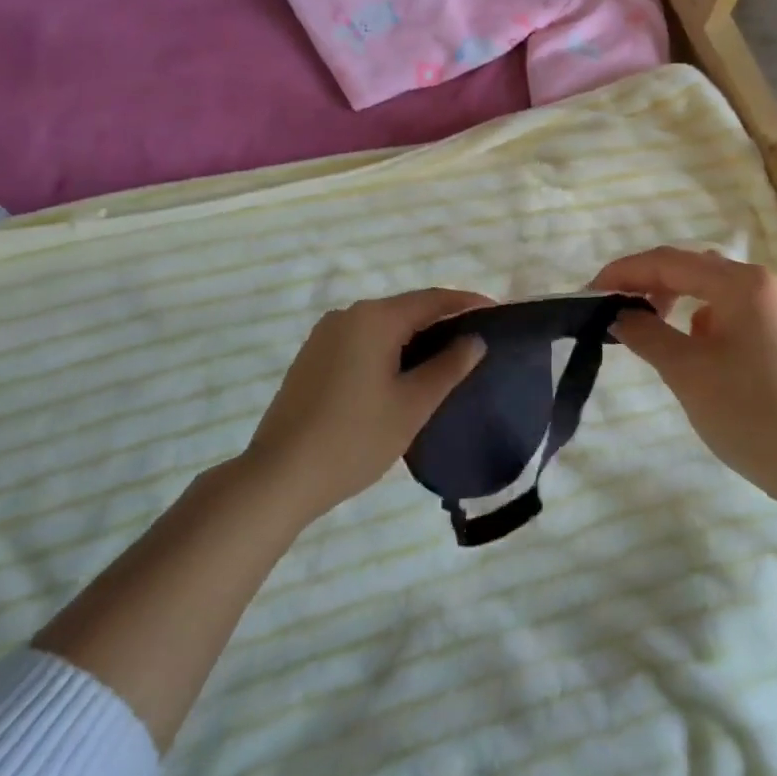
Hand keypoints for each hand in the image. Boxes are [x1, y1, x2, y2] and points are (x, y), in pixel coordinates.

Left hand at [243, 288, 490, 524]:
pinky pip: (361, 340)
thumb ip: (448, 367)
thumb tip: (475, 340)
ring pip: (382, 326)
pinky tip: (402, 372)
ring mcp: (325, 335)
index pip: (432, 299)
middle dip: (442, 319)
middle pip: (406, 309)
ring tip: (445, 357)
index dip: (467, 302)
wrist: (279, 475)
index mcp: (374, 319)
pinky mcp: (312, 357)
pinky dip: (388, 348)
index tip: (496, 311)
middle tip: (475, 339)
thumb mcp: (412, 405)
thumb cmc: (354, 438)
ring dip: (415, 336)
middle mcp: (348, 315)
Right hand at [591, 246, 776, 506]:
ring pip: (707, 291)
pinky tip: (684, 347)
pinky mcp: (775, 336)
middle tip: (608, 307)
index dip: (623, 272)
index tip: (587, 293)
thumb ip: (646, 334)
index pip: (668, 262)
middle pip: (689, 269)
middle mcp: (759, 285)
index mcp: (741, 283)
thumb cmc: (751, 413)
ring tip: (641, 326)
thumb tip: (618, 315)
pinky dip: (694, 321)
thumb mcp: (687, 372)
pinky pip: (724, 313)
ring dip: (669, 300)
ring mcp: (771, 310)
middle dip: (645, 283)